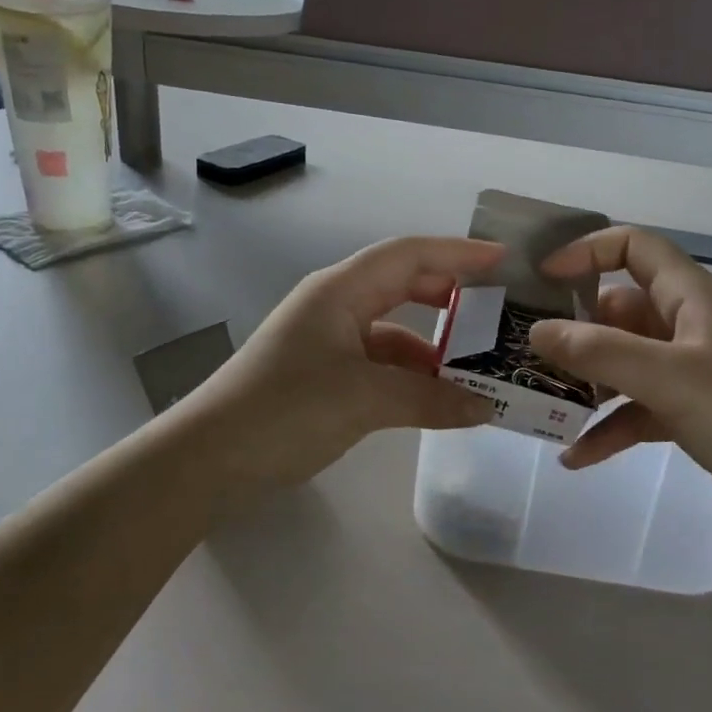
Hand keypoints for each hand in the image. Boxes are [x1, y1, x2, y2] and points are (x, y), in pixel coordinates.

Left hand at [175, 237, 503, 488]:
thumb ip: (430, 399)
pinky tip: (435, 398)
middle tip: (494, 312)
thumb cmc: (285, 410)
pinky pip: (379, 362)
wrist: (209, 459)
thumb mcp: (364, 399)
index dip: (457, 253)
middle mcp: (335, 305)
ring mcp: (327, 340)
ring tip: (476, 368)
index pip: (409, 255)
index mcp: (340, 290)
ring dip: (432, 346)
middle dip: (449, 295)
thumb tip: (486, 408)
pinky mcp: (324, 374)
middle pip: (402, 285)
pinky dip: (410, 375)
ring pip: (393, 329)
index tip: (502, 260)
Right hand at [527, 227, 711, 530]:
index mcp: (689, 297)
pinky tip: (574, 456)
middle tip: (525, 354)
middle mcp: (686, 325)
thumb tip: (535, 331)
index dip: (587, 252)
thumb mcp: (668, 378)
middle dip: (573, 331)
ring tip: (539, 405)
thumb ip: (600, 352)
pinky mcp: (691, 411)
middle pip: (618, 310)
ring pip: (623, 362)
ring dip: (585, 382)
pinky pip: (636, 408)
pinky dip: (608, 426)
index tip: (543, 280)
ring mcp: (689, 371)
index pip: (634, 247)